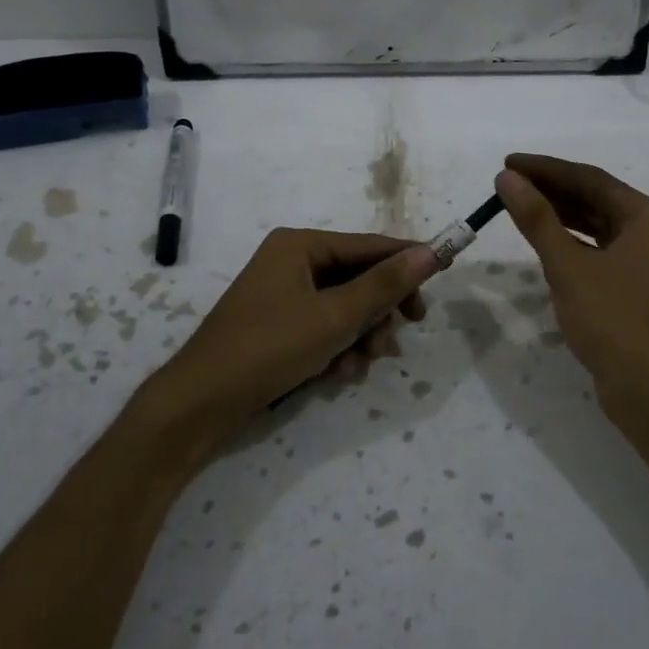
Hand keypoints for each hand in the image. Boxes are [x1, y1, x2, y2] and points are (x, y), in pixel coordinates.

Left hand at [149, 229, 439, 450]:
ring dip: (361, 335)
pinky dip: (338, 347)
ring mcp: (283, 294)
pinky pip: (324, 326)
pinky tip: (340, 374)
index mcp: (300, 245)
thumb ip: (384, 284)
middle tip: (405, 331)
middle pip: (357, 277)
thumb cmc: (270, 348)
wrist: (201, 403)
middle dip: (379, 310)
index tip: (446, 269)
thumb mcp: (335, 317)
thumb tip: (429, 251)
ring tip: (362, 364)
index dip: (408, 258)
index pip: (368, 245)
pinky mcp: (279, 325)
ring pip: (344, 307)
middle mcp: (291, 261)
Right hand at [495, 154, 648, 423]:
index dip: (547, 169)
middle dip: (551, 189)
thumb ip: (537, 218)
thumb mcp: (568, 266)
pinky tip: (545, 238)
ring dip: (560, 214)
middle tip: (508, 182)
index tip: (508, 163)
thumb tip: (507, 179)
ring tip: (519, 204)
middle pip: (596, 198)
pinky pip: (600, 248)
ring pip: (597, 224)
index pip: (591, 179)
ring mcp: (648, 260)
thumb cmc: (612, 321)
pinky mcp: (637, 285)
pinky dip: (572, 241)